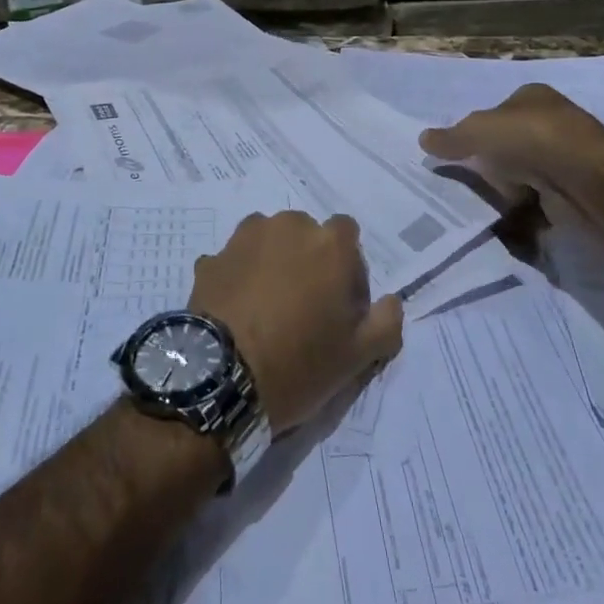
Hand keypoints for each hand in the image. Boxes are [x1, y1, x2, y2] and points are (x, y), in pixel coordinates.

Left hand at [189, 212, 402, 433]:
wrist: (221, 377)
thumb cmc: (298, 363)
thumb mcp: (358, 357)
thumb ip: (385, 322)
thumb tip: (391, 301)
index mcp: (329, 243)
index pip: (347, 234)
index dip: (347, 265)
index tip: (341, 302)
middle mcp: (287, 226)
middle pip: (305, 234)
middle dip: (308, 261)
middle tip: (303, 307)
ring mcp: (244, 239)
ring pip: (267, 241)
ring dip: (271, 262)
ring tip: (265, 307)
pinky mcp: (212, 258)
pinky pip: (234, 262)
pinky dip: (238, 277)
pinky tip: (236, 311)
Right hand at [419, 84, 603, 223]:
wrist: (590, 185)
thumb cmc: (531, 141)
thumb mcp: (478, 131)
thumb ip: (450, 137)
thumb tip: (423, 138)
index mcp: (534, 97)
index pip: (497, 113)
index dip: (476, 133)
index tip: (461, 156)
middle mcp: (553, 123)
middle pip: (508, 148)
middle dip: (491, 168)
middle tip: (471, 185)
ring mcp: (567, 160)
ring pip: (523, 178)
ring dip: (507, 194)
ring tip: (489, 208)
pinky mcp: (576, 193)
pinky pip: (539, 204)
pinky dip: (526, 216)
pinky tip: (513, 224)